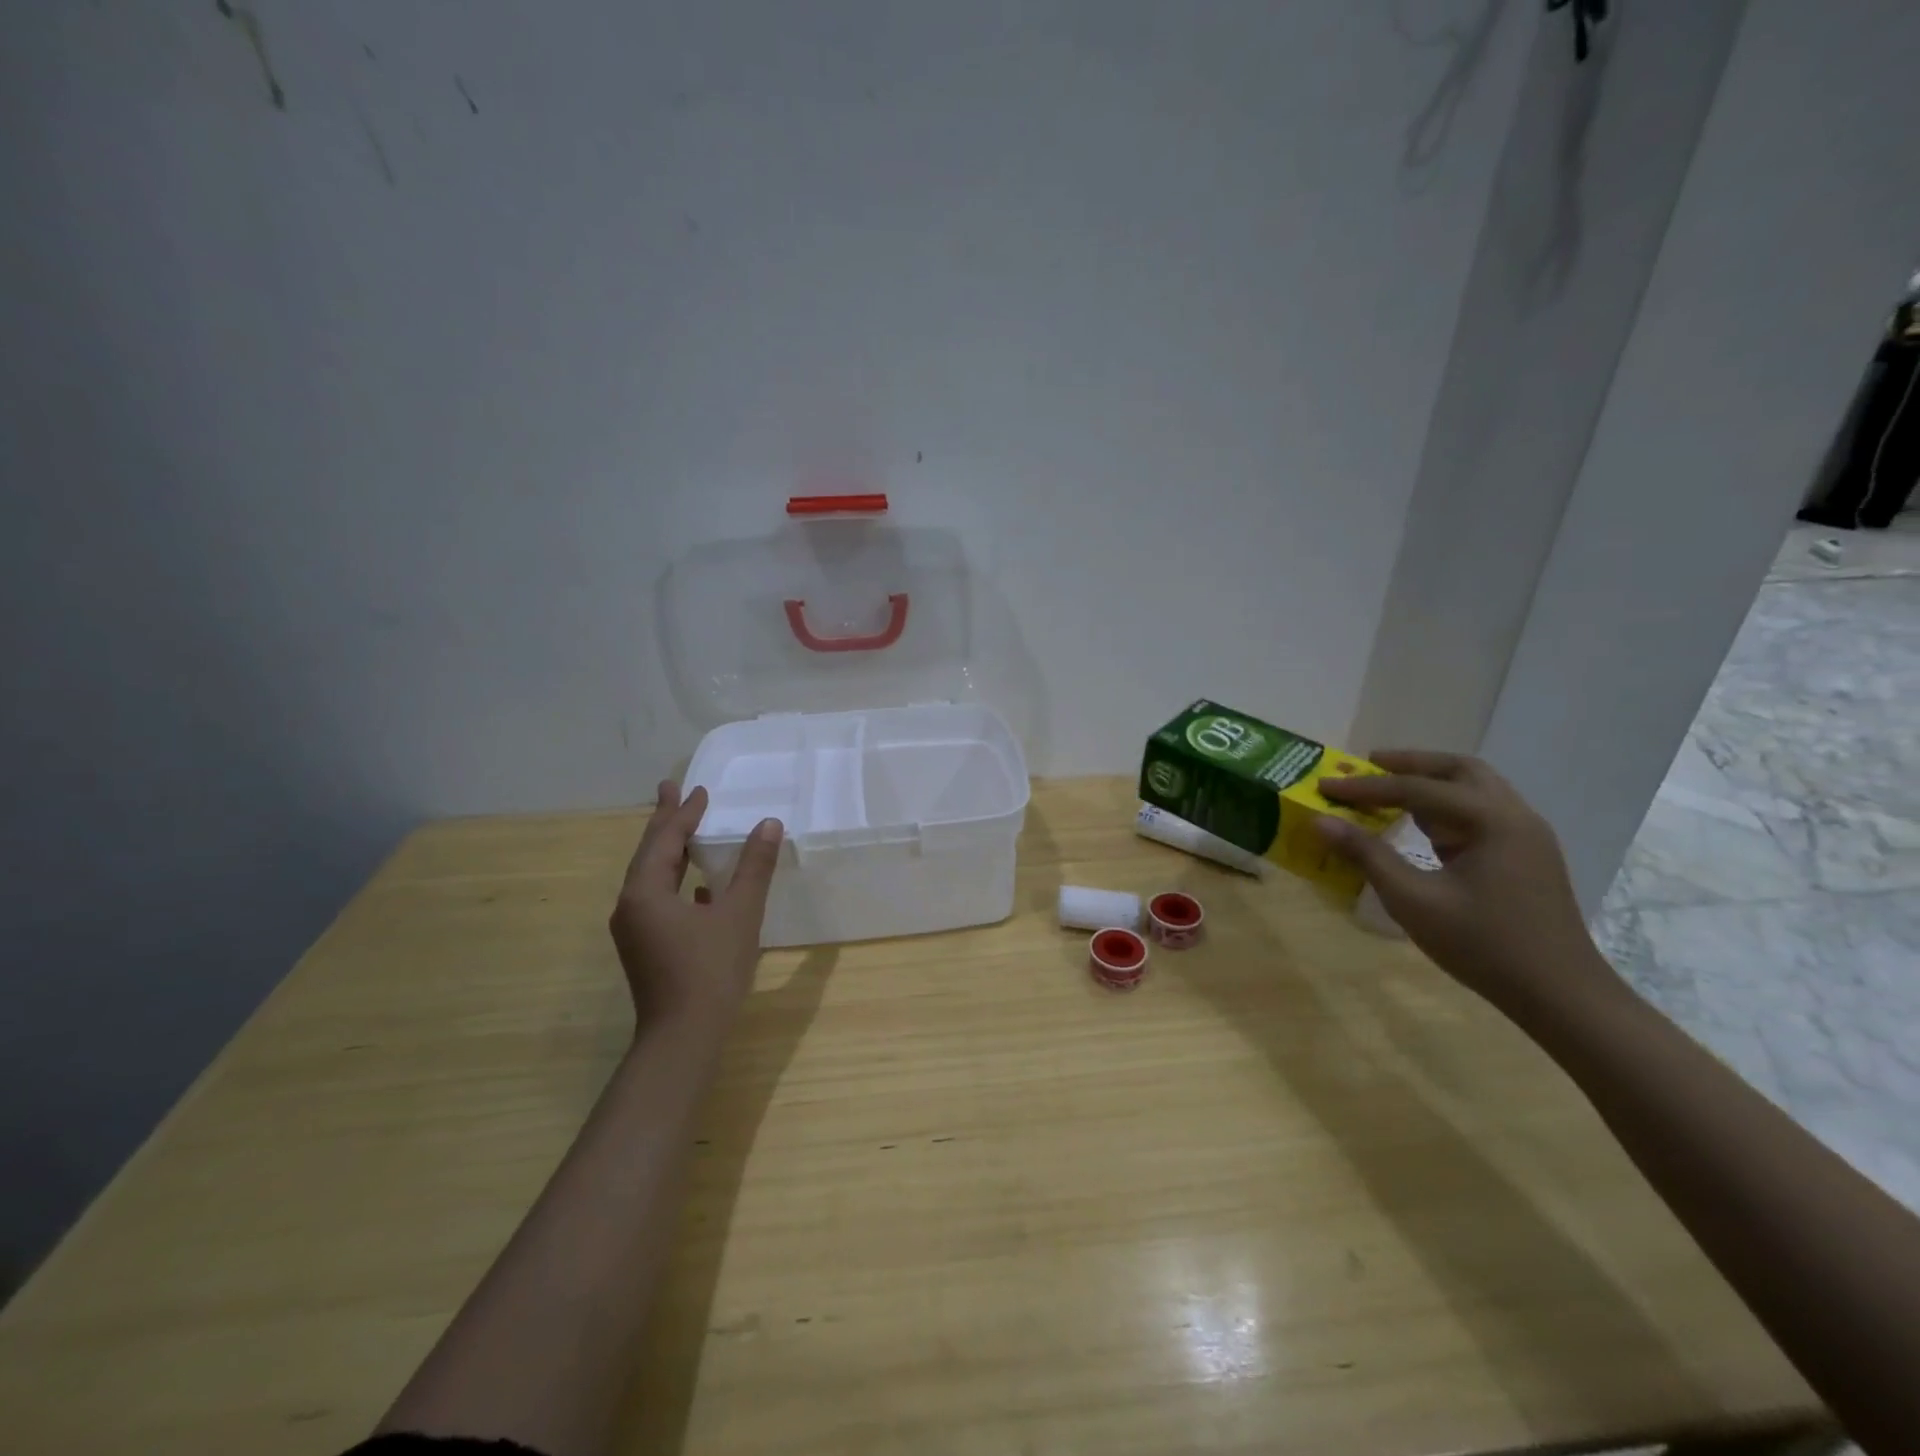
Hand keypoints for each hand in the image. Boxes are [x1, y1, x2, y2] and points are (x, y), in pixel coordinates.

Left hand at [609, 781, 783, 1033]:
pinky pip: (658, 899)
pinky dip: (676, 881)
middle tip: (672, 789)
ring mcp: (636, 930)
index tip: (699, 789)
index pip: (665, 839)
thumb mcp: (740, 913)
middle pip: (649, 853)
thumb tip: (769, 824)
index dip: (684, 813)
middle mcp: (631, 906)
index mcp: (645, 892)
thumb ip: (754, 867)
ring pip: (652, 877)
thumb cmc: (711, 971)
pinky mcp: (646, 948)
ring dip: (671, 851)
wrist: (684, 1038)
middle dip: (665, 822)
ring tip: (686, 829)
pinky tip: (700, 887)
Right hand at [1314, 750, 1616, 1013]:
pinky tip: (1420, 824)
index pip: (1417, 789)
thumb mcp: (1413, 901)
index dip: (1366, 786)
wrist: (1562, 996)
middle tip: (1366, 764)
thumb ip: (1367, 856)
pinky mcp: (1525, 856)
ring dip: (1430, 782)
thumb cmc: (1484, 946)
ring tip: (1388, 789)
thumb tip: (1321, 822)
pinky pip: (1480, 813)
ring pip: (1474, 789)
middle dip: (1409, 764)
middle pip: (1458, 770)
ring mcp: (1525, 836)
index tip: (1325, 784)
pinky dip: (1445, 807)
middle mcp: (1515, 816)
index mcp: (1492, 820)